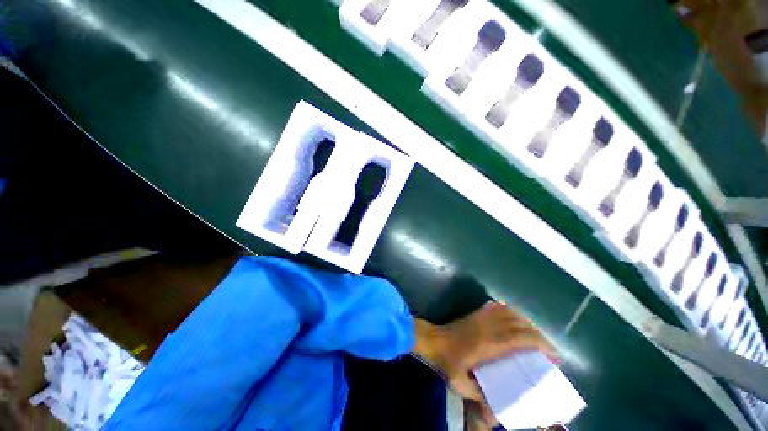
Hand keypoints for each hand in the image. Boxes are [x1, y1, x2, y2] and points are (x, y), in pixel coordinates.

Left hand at [414, 302, 556, 426]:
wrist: (432, 340)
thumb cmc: (446, 362)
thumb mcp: (462, 384)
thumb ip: (479, 397)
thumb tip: (493, 415)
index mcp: (488, 344)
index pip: (519, 338)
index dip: (539, 342)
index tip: (553, 353)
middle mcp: (488, 327)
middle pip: (518, 324)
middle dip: (538, 334)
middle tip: (548, 348)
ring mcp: (481, 318)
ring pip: (509, 312)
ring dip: (525, 322)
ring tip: (534, 335)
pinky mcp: (475, 314)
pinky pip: (496, 307)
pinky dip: (510, 311)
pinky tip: (514, 318)